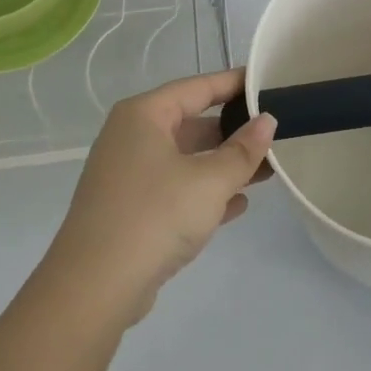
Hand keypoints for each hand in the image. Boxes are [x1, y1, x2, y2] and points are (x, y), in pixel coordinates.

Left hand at [38, 69, 275, 331]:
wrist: (95, 287)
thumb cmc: (155, 215)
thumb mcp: (209, 181)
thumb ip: (243, 150)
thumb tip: (267, 121)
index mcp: (144, 116)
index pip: (197, 87)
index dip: (234, 84)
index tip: (268, 83)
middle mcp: (131, 138)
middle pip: (191, 124)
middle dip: (233, 132)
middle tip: (274, 133)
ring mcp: (128, 176)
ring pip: (186, 160)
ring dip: (224, 165)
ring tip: (268, 170)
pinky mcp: (131, 211)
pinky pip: (176, 190)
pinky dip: (205, 193)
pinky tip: (239, 204)